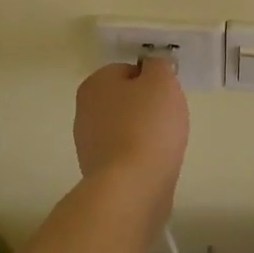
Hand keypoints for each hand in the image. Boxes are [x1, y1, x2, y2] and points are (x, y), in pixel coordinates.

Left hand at [73, 59, 189, 194]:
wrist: (132, 186)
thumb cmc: (147, 126)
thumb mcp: (162, 81)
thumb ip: (158, 66)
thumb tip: (153, 68)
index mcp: (94, 84)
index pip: (128, 70)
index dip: (152, 80)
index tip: (167, 96)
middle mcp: (84, 110)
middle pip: (125, 100)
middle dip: (148, 108)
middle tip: (168, 119)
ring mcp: (88, 143)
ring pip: (126, 128)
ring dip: (145, 134)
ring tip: (165, 145)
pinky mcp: (99, 171)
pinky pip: (126, 154)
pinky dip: (141, 157)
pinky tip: (155, 164)